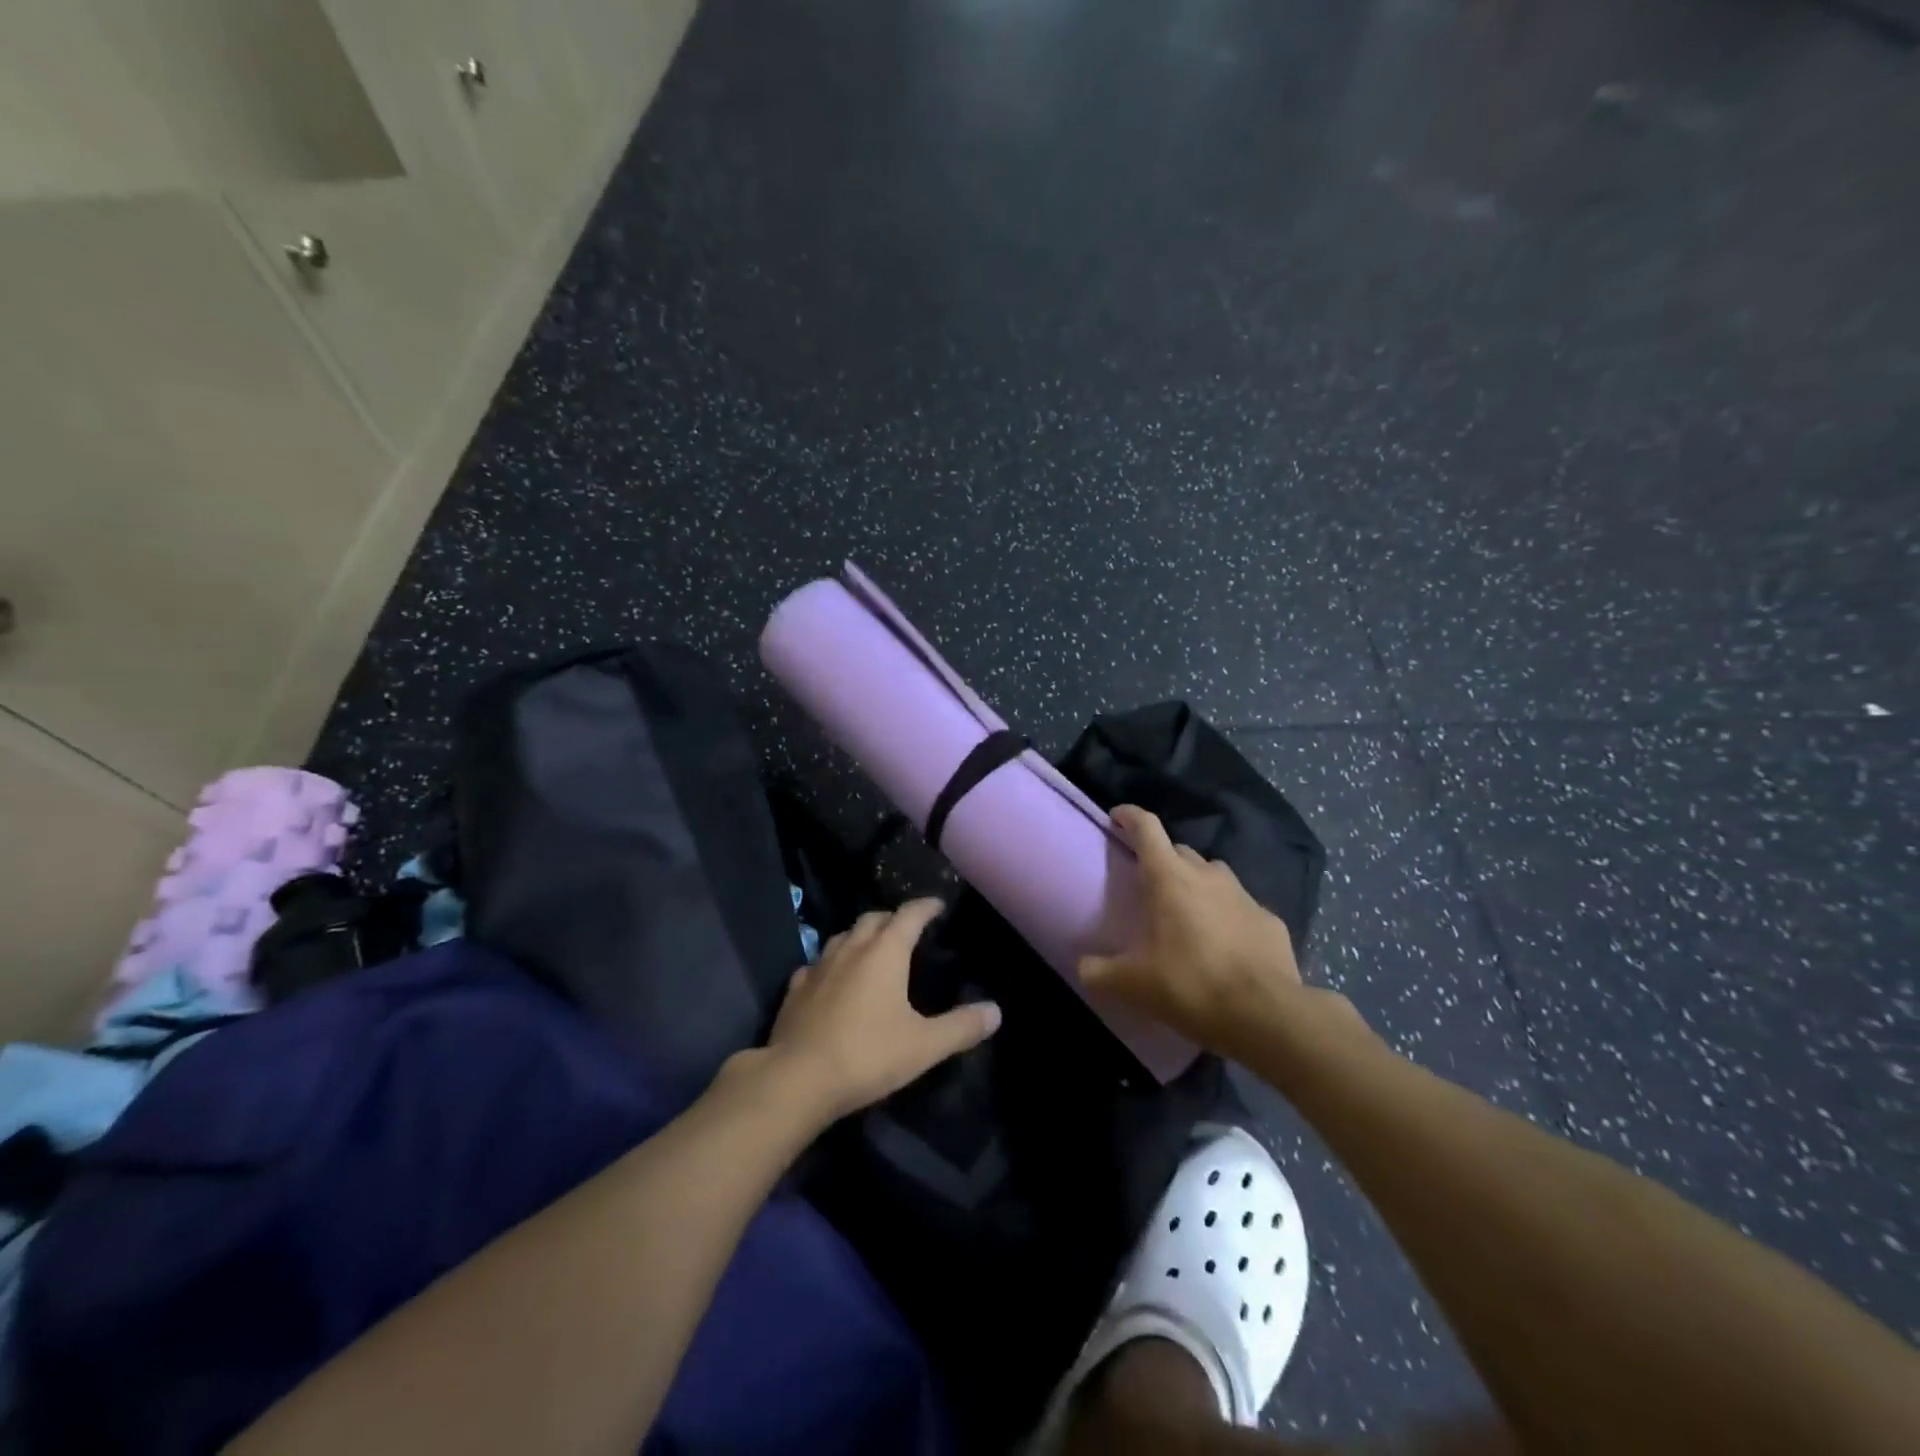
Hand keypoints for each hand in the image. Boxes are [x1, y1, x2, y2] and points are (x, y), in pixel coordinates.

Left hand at [763, 899, 1000, 1121]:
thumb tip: (996, 1011)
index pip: (909, 914)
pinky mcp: (795, 988)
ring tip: (873, 950)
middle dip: (893, 919)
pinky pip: (818, 963)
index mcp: (885, 952)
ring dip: (862, 936)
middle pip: (874, 918)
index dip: (926, 906)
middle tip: (909, 931)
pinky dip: (833, 963)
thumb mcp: (924, 1046)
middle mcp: (851, 948)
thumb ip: (962, 1027)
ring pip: (844, 936)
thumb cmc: (867, 1055)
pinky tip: (833, 980)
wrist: (797, 1080)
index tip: (938, 905)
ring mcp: (819, 965)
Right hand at [1080, 806, 1328, 1059]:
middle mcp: (1207, 875)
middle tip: (1148, 887)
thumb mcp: (1132, 984)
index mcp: (1169, 878)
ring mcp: (1244, 895)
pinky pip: (1241, 908)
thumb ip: (1098, 972)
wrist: (1266, 1016)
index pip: (1146, 828)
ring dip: (1197, 886)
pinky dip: (1228, 917)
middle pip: (1179, 851)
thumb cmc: (1190, 985)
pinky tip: (1224, 946)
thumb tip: (1082, 968)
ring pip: (1213, 876)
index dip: (1129, 817)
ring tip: (1187, 915)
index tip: (1117, 817)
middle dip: (1162, 860)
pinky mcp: (1270, 920)